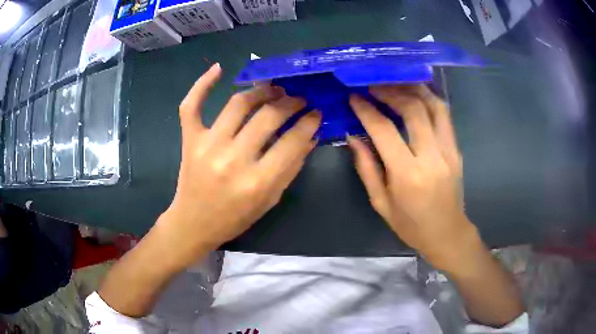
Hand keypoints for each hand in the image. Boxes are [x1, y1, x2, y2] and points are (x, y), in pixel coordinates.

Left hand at [157, 63, 320, 267]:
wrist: (194, 223)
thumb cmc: (235, 217)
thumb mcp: (270, 200)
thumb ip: (291, 167)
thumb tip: (309, 136)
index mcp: (257, 181)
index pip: (292, 140)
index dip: (309, 122)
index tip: (316, 112)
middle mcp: (232, 159)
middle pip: (268, 116)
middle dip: (291, 102)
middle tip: (299, 98)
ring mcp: (207, 146)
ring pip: (238, 104)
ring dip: (261, 91)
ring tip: (274, 89)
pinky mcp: (189, 139)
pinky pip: (191, 105)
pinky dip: (203, 84)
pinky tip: (218, 69)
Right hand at [348, 85, 476, 271]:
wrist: (447, 233)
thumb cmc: (411, 225)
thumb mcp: (381, 203)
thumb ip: (366, 167)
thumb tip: (354, 136)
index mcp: (407, 175)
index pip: (384, 130)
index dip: (367, 110)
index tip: (354, 97)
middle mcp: (431, 157)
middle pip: (413, 109)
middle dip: (390, 91)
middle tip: (373, 86)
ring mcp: (449, 151)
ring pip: (434, 106)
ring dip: (413, 89)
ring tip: (395, 83)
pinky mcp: (457, 149)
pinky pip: (445, 115)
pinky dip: (429, 98)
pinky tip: (416, 93)